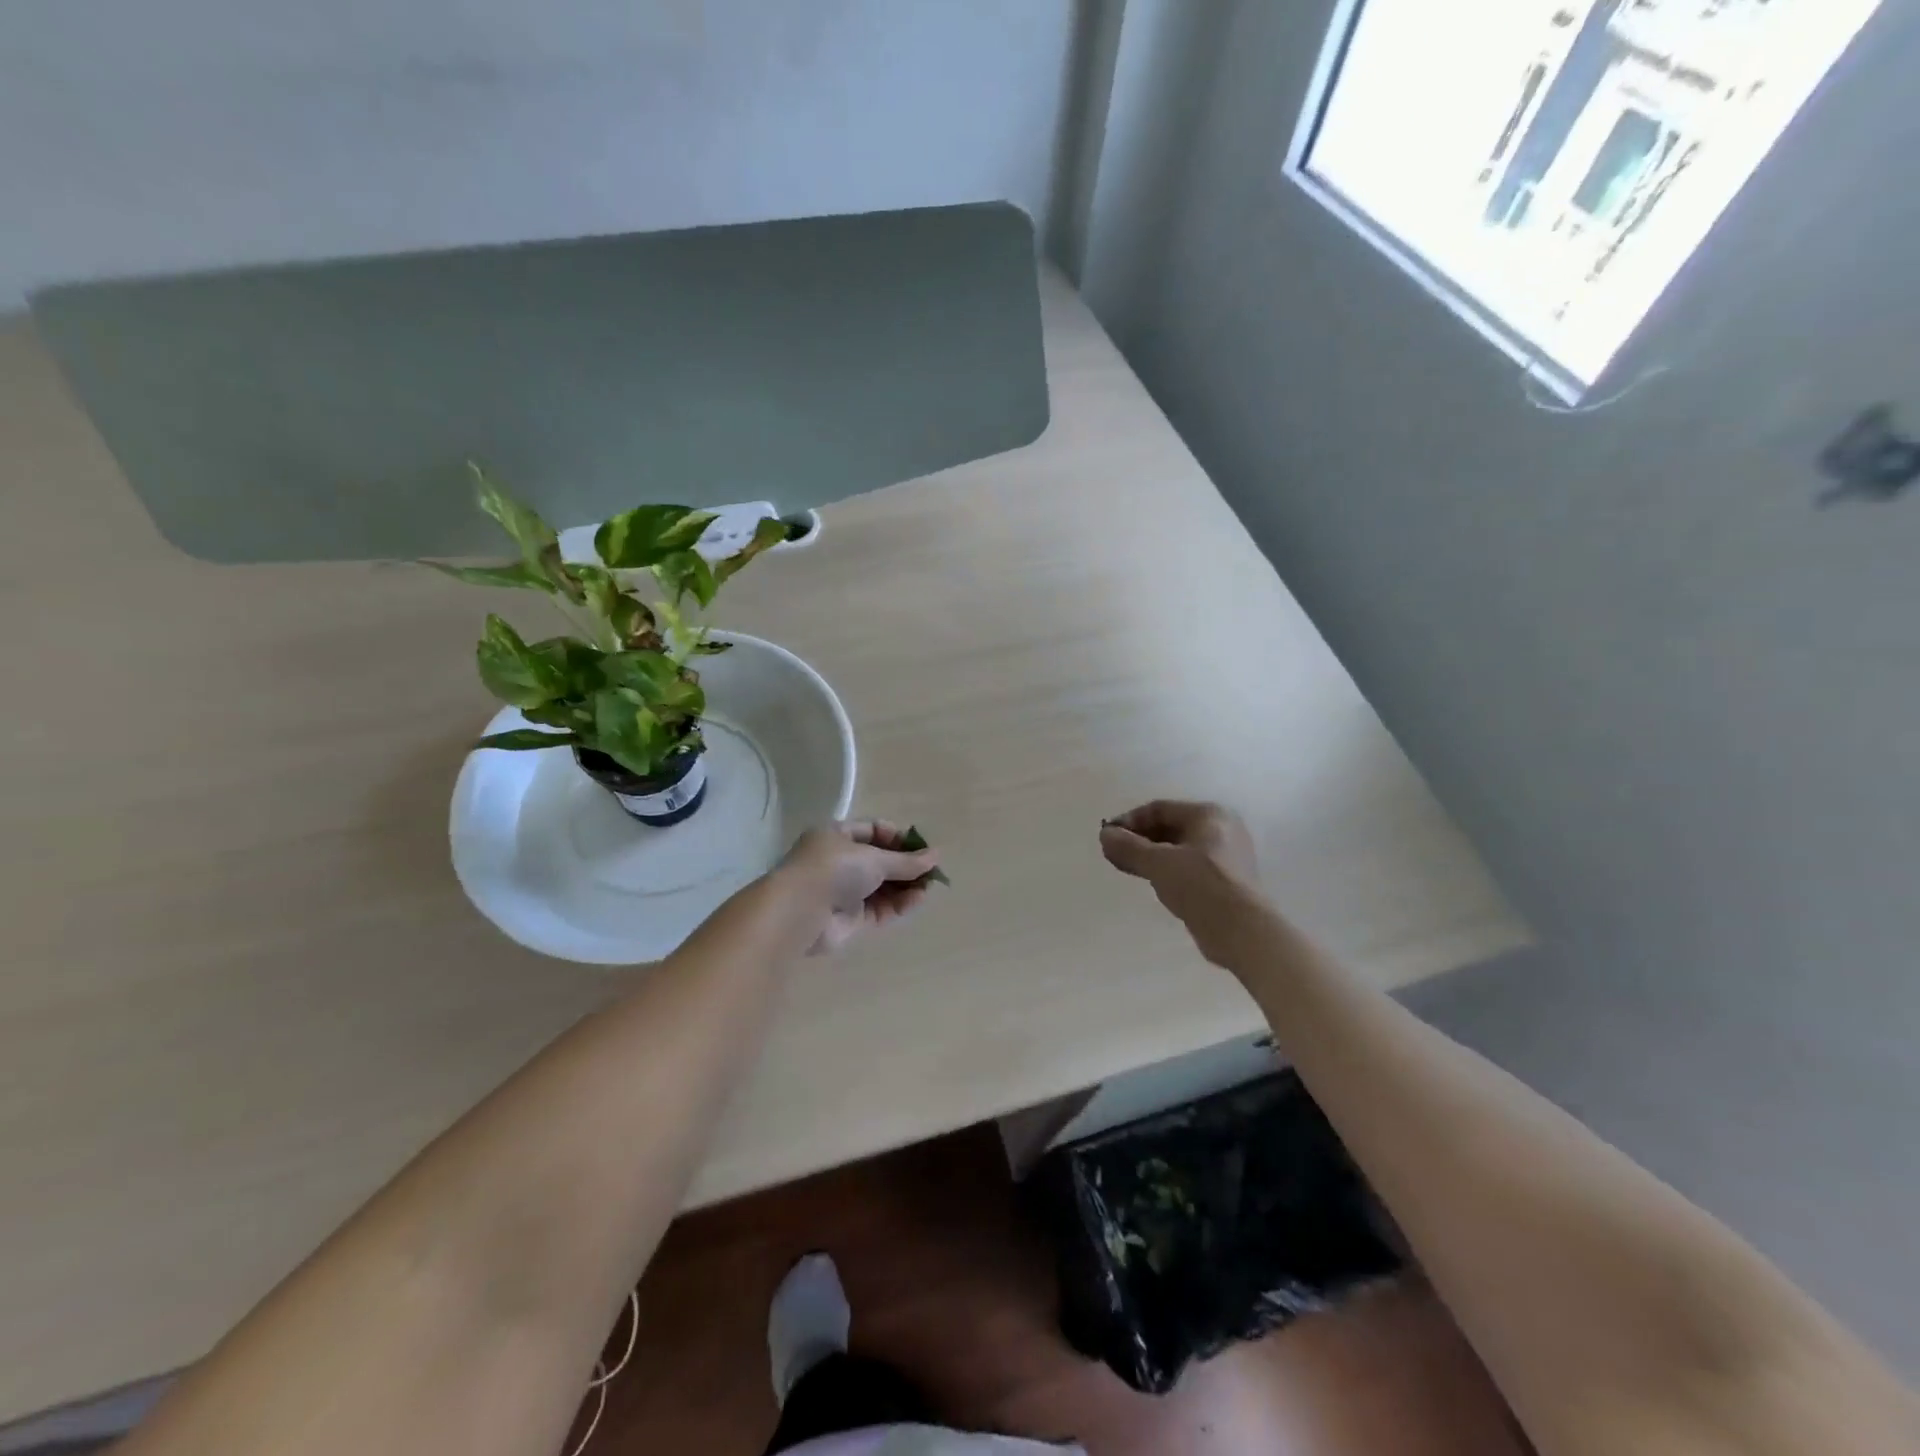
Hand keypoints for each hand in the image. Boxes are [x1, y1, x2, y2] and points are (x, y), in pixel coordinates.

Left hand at [779, 821, 941, 954]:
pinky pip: (880, 908)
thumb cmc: (834, 869)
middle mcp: (839, 862)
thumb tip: (936, 856)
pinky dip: (898, 904)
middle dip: (906, 866)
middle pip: (880, 861)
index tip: (920, 848)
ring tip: (928, 887)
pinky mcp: (850, 919)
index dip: (898, 838)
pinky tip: (917, 900)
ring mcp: (844, 891)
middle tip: (931, 871)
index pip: (873, 831)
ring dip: (905, 886)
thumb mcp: (874, 858)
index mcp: (837, 836)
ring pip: (882, 886)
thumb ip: (906, 861)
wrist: (799, 912)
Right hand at [1099, 800, 1266, 968]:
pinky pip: (1187, 868)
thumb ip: (1128, 846)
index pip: (1160, 809)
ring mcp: (1225, 858)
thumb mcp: (1158, 862)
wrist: (1241, 930)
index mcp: (1209, 815)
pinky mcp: (1224, 882)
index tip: (1107, 836)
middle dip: (1138, 839)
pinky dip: (1164, 870)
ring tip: (1123, 866)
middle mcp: (1220, 830)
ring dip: (1148, 856)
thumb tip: (1105, 834)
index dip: (1130, 821)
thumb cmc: (1200, 884)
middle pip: (1169, 828)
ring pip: (1177, 849)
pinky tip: (1148, 881)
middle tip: (1112, 853)